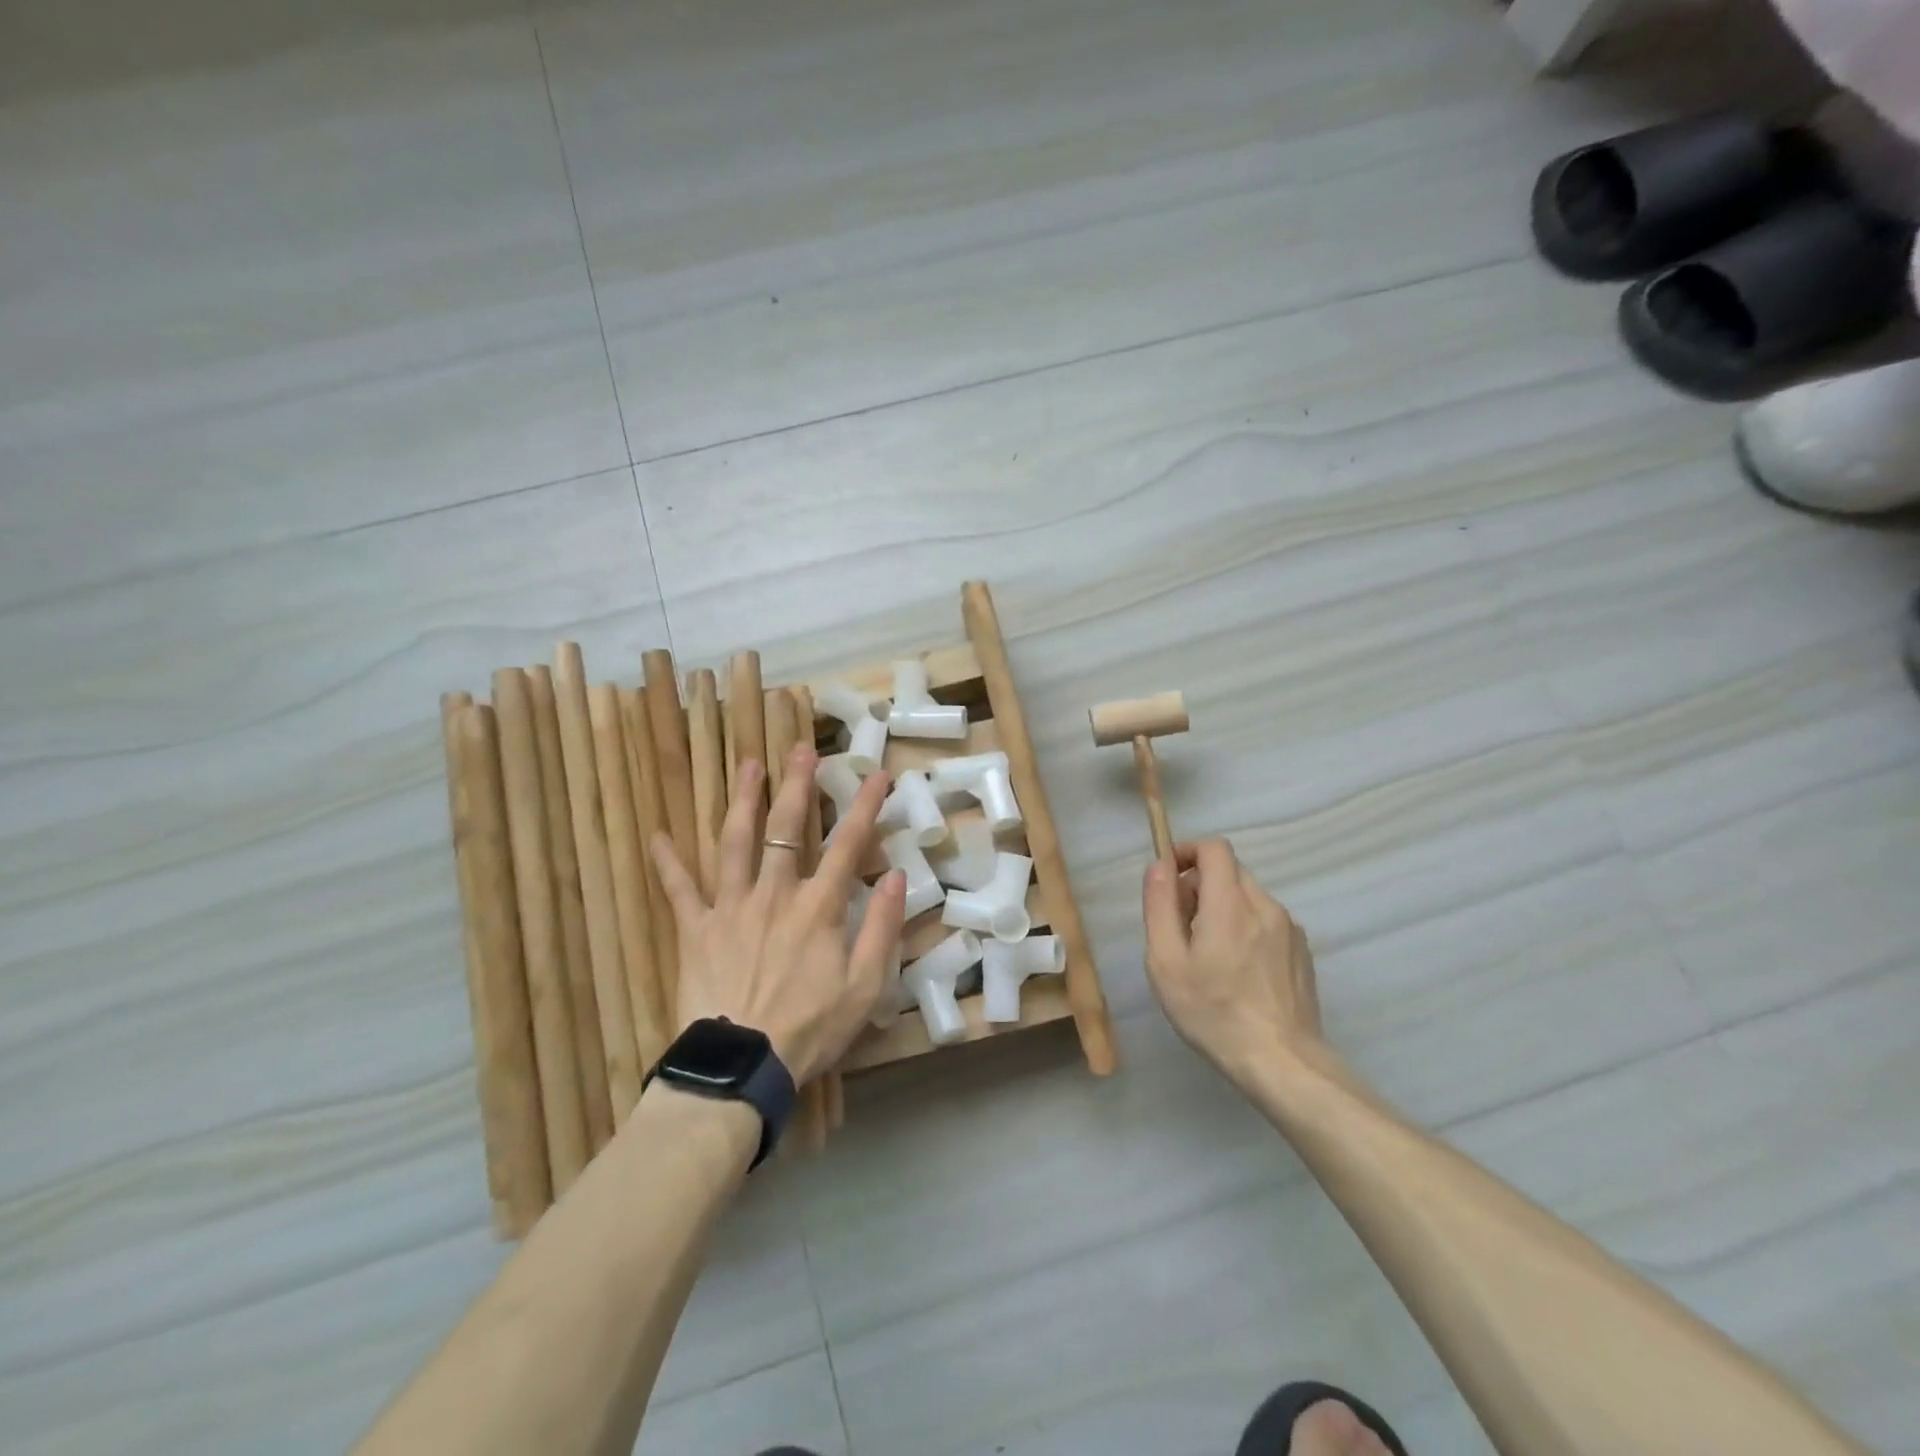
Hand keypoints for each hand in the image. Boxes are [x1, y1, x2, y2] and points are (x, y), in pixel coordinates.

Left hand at [650, 745, 906, 1084]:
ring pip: (735, 843)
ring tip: (747, 765)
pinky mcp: (696, 931)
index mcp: (818, 907)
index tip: (877, 774)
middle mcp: (775, 894)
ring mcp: (731, 908)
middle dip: (797, 785)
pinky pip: (680, 891)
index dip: (865, 806)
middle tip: (800, 750)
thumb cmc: (810, 1028)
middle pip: (787, 829)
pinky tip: (657, 836)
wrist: (741, 1067)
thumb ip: (882, 928)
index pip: (848, 844)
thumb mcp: (865, 987)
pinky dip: (668, 864)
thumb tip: (895, 876)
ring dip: (742, 801)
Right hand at [1142, 840, 1326, 1087]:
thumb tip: (1159, 866)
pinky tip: (1237, 970)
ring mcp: (1289, 928)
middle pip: (1229, 871)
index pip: (1214, 848)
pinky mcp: (1301, 951)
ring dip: (1222, 907)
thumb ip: (1160, 906)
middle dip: (1199, 884)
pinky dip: (1245, 927)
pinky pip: (1266, 921)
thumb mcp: (1166, 962)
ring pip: (1248, 897)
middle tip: (1180, 925)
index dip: (1187, 851)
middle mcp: (1265, 905)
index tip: (1168, 878)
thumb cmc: (1213, 1012)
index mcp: (1230, 903)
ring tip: (1208, 954)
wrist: (1282, 1062)